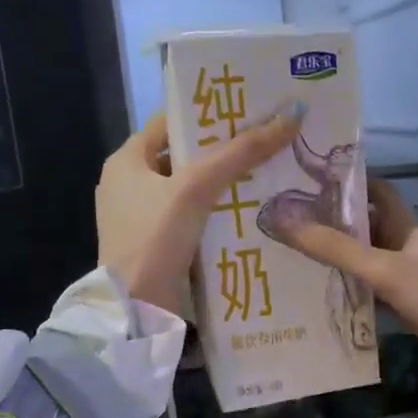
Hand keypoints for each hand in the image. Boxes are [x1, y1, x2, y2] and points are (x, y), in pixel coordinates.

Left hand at [97, 106, 301, 315]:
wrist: (136, 309)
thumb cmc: (155, 237)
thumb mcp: (197, 187)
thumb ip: (241, 152)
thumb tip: (290, 115)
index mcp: (126, 160)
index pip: (170, 122)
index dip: (208, 113)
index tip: (249, 108)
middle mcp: (130, 185)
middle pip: (186, 156)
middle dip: (225, 150)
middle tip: (270, 141)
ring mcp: (144, 219)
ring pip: (193, 191)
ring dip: (227, 184)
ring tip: (271, 174)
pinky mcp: (160, 246)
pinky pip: (195, 219)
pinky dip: (220, 214)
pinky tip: (253, 213)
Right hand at [278, 179, 417, 376]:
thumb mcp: (386, 270)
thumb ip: (337, 249)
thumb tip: (284, 219)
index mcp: (408, 227)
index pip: (376, 191)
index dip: (346, 182)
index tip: (305, 180)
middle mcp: (408, 247)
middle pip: (367, 227)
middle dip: (332, 223)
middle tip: (286, 222)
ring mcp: (411, 278)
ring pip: (368, 260)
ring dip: (339, 259)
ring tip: (293, 255)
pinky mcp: (411, 306)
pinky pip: (374, 291)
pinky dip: (353, 290)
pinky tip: (324, 294)